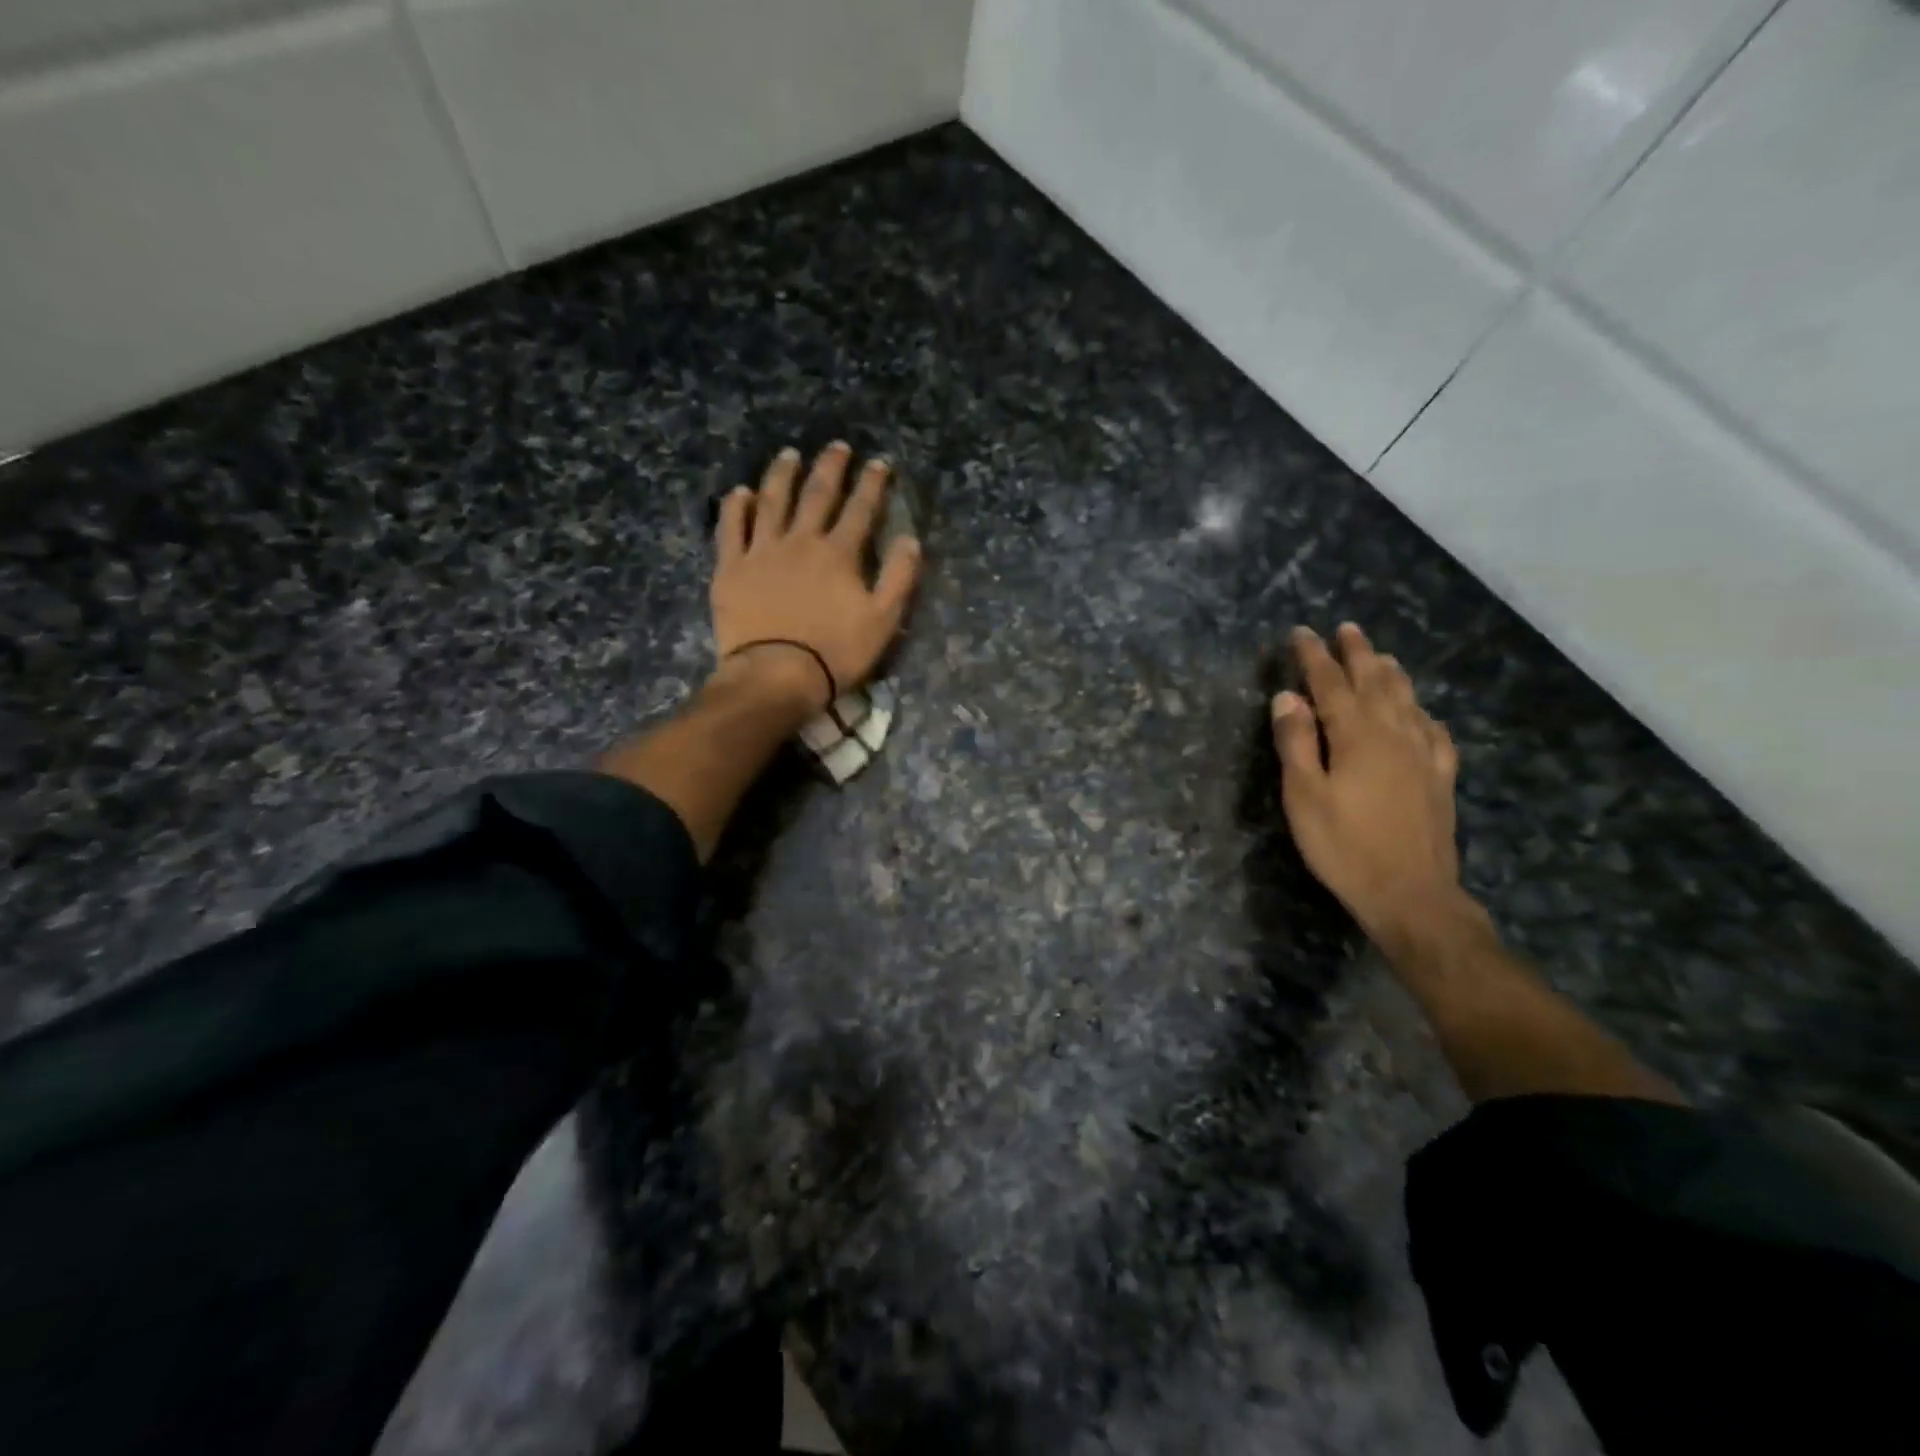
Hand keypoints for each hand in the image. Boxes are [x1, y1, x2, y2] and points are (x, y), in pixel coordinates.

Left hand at [711, 442, 921, 708]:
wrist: (776, 676)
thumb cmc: (835, 652)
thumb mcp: (883, 621)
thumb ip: (899, 577)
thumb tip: (909, 539)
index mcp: (839, 553)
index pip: (860, 508)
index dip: (872, 484)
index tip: (879, 463)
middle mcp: (800, 541)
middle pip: (817, 494)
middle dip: (830, 467)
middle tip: (837, 447)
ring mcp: (761, 551)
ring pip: (772, 501)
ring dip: (782, 475)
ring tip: (789, 455)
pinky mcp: (731, 569)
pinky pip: (731, 529)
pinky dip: (736, 507)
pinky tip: (740, 492)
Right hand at [1271, 624, 1462, 941]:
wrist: (1410, 894)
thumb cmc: (1344, 846)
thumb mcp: (1304, 796)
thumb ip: (1296, 742)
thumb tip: (1287, 697)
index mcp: (1356, 735)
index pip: (1331, 684)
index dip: (1315, 657)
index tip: (1302, 633)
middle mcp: (1394, 734)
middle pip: (1376, 682)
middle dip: (1358, 653)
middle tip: (1347, 629)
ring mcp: (1423, 756)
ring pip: (1408, 700)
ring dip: (1392, 674)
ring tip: (1382, 656)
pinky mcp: (1441, 779)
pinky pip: (1435, 732)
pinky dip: (1424, 713)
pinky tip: (1422, 713)